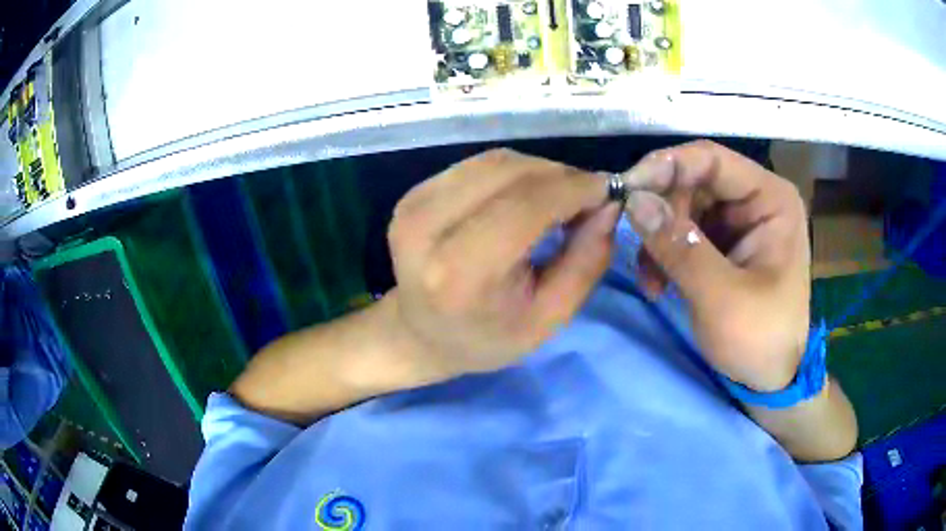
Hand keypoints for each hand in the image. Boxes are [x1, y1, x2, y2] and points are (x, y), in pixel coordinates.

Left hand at [384, 149, 619, 377]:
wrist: (420, 334)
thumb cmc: (487, 338)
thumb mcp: (550, 318)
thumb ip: (586, 261)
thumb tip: (608, 203)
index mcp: (460, 272)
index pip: (526, 205)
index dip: (574, 188)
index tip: (608, 190)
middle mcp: (428, 227)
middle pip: (510, 172)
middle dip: (561, 176)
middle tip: (589, 197)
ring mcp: (415, 204)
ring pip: (495, 161)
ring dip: (539, 170)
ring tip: (561, 197)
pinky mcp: (413, 193)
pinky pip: (478, 165)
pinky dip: (514, 172)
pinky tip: (527, 195)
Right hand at [621, 141, 810, 390]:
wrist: (770, 380)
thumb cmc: (759, 339)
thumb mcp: (720, 296)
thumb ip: (679, 245)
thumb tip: (633, 199)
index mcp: (771, 199)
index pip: (712, 160)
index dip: (667, 166)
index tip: (626, 189)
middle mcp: (756, 200)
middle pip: (694, 182)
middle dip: (662, 213)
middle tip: (638, 247)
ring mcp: (740, 222)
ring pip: (684, 207)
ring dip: (660, 239)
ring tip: (650, 280)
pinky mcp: (726, 244)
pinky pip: (686, 232)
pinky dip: (666, 254)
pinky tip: (658, 284)